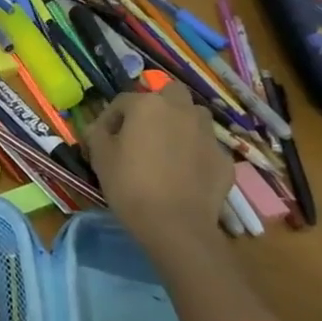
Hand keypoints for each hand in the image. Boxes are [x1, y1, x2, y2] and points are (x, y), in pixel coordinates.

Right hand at [84, 83, 232, 253]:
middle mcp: (181, 110)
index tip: (103, 139)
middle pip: (169, 95)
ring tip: (166, 150)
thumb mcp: (100, 157)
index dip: (109, 119)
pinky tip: (184, 174)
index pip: (122, 101)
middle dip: (156, 107)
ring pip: (193, 117)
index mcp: (148, 105)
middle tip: (142, 132)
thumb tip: (99, 128)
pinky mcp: (224, 158)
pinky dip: (194, 153)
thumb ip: (97, 134)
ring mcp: (207, 133)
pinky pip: (205, 146)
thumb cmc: (130, 185)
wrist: (176, 225)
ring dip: (180, 125)